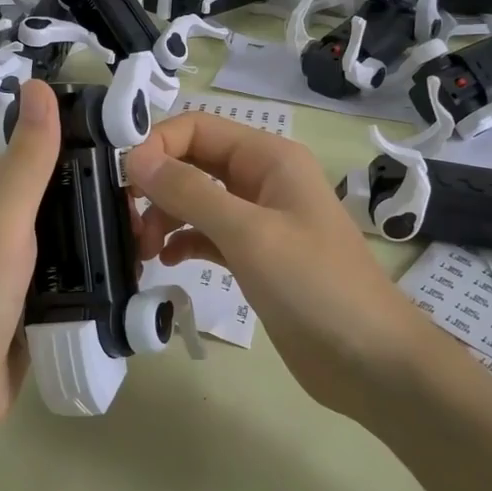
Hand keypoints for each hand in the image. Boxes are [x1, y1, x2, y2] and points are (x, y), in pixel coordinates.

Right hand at [125, 113, 438, 417]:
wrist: (370, 361)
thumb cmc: (314, 286)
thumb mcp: (248, 233)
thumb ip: (190, 192)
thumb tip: (135, 158)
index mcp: (269, 158)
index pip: (198, 128)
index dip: (157, 146)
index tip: (121, 183)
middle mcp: (262, 179)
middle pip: (194, 162)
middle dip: (156, 185)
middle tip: (124, 222)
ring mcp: (260, 219)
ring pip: (197, 200)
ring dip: (164, 217)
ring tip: (141, 250)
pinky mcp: (255, 257)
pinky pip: (208, 235)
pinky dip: (183, 242)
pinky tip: (164, 261)